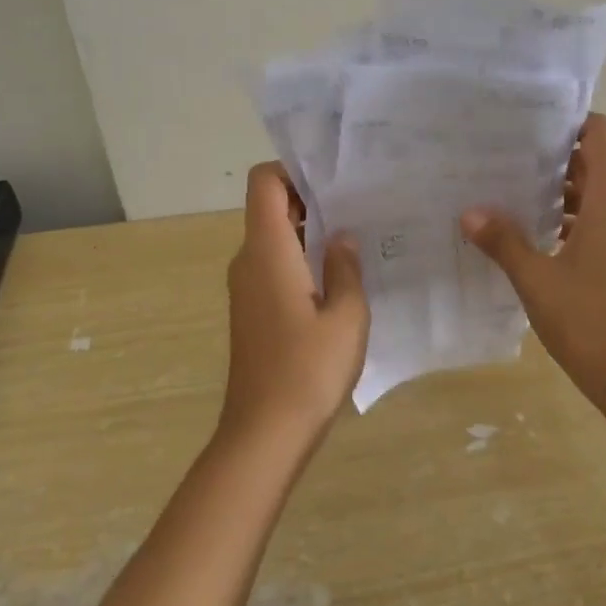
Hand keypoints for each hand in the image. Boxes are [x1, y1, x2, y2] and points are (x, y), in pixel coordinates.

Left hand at [222, 163, 369, 448]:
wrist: (264, 435)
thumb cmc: (308, 369)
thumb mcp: (347, 315)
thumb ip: (345, 267)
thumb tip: (341, 237)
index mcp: (267, 250)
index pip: (263, 182)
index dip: (293, 170)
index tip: (334, 182)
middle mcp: (248, 260)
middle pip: (270, 207)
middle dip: (311, 200)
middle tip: (359, 206)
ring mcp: (246, 287)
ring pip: (274, 239)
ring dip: (309, 233)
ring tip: (356, 239)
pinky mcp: (252, 311)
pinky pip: (274, 266)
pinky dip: (301, 260)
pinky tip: (337, 280)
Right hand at [461, 113, 605, 393]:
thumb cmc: (589, 319)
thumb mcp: (536, 279)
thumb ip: (503, 241)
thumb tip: (469, 213)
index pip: (600, 135)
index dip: (570, 122)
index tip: (530, 125)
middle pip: (596, 162)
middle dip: (555, 157)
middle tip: (507, 157)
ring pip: (599, 194)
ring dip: (562, 191)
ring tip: (514, 193)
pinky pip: (604, 219)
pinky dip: (575, 218)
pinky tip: (537, 236)